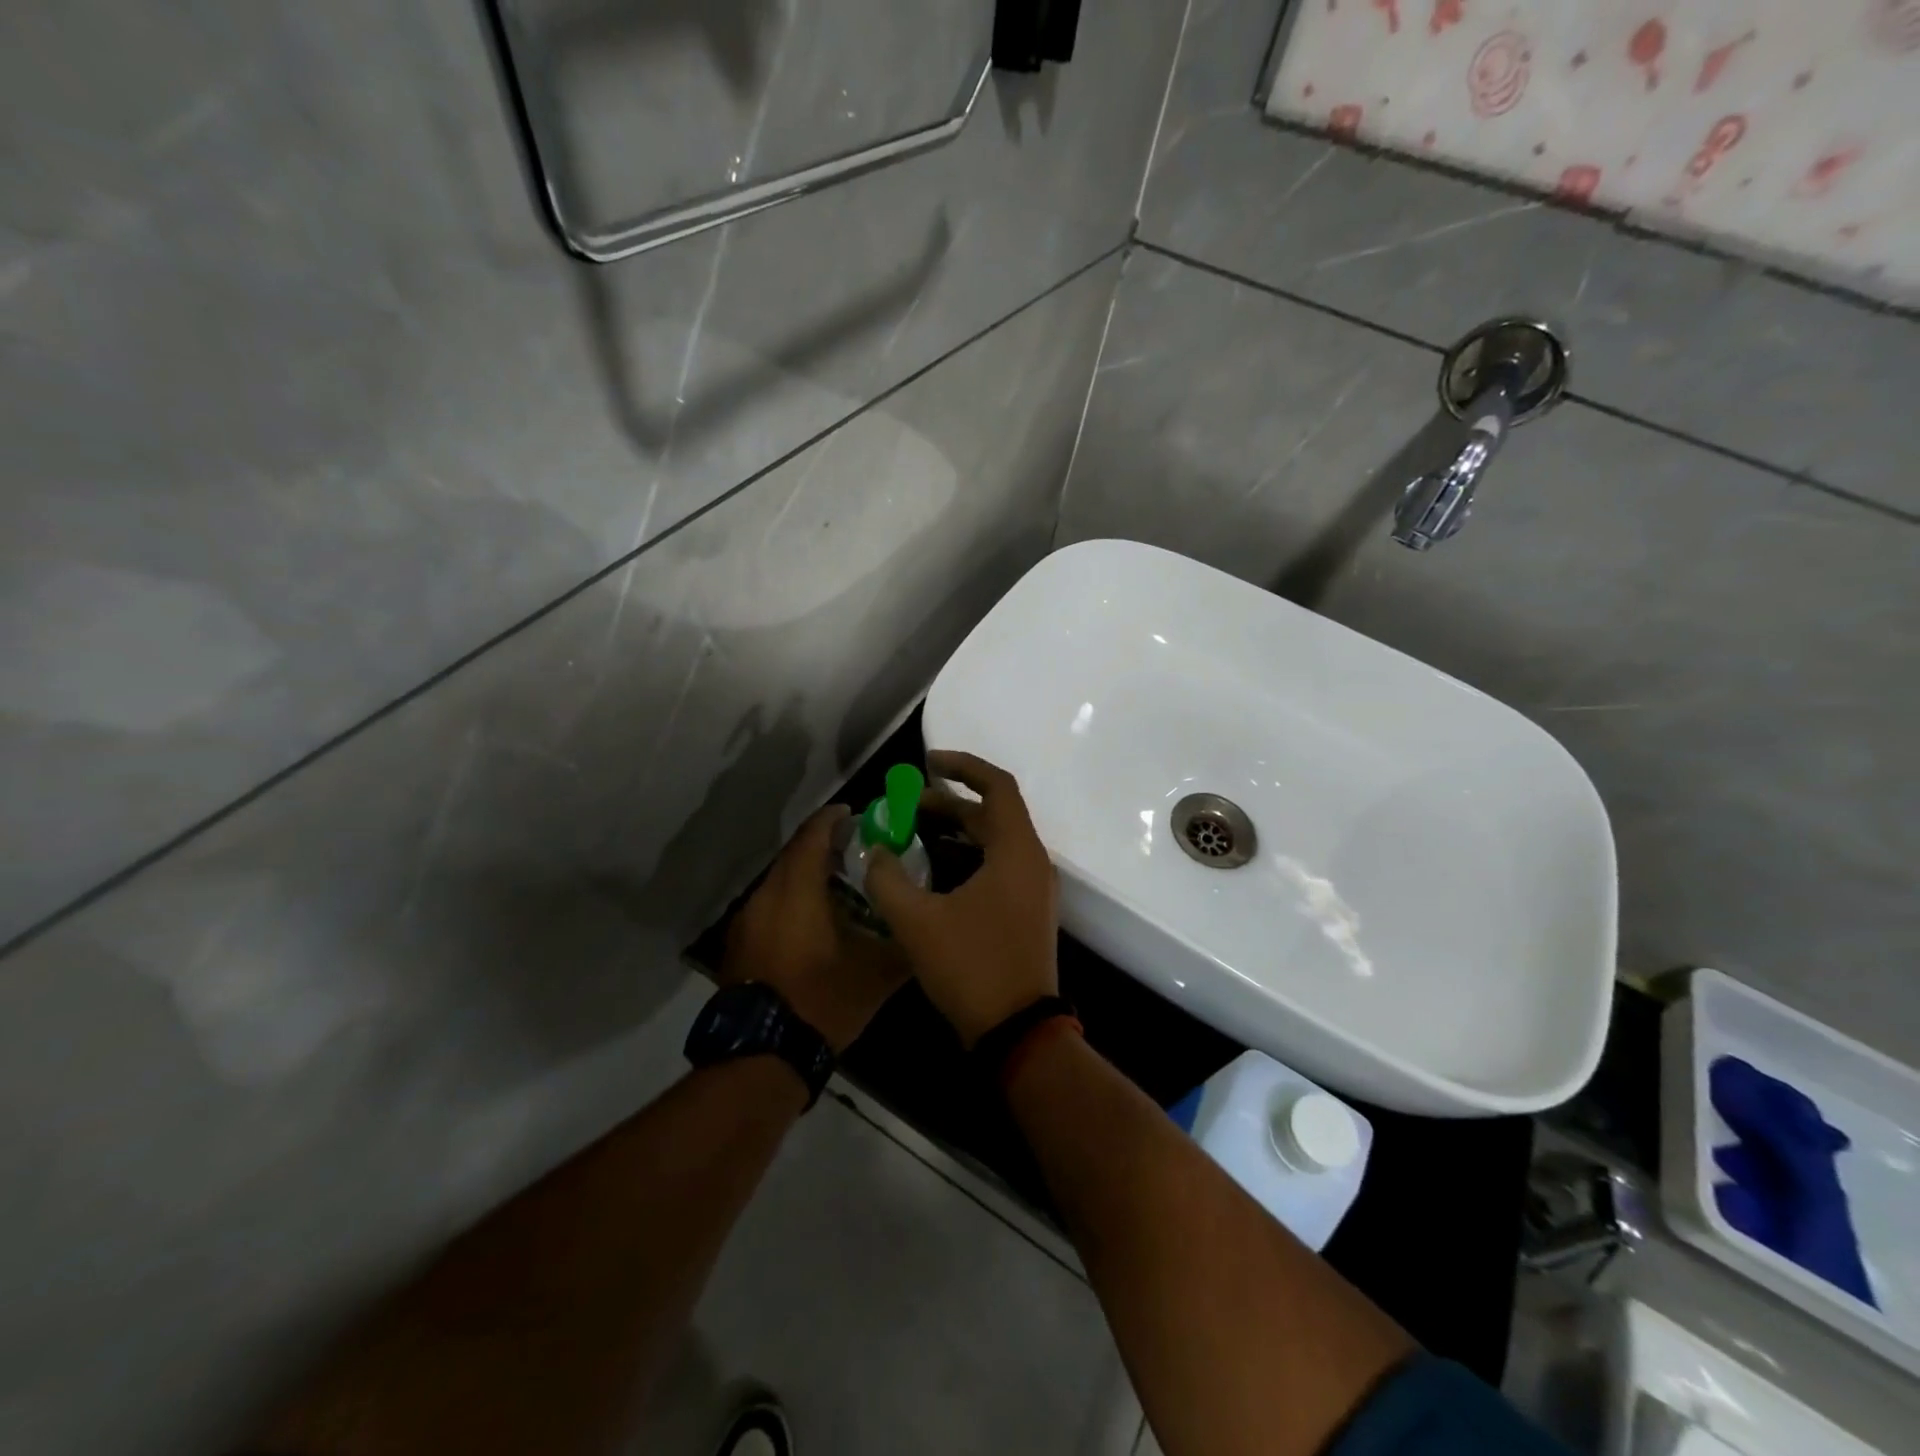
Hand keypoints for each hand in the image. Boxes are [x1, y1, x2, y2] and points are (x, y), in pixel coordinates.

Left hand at [722, 804, 908, 1052]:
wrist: (762, 1055)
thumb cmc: (821, 1001)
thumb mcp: (875, 974)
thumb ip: (903, 943)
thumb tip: (925, 927)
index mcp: (796, 891)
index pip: (812, 836)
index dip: (833, 819)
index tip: (856, 814)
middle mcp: (766, 896)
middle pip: (794, 855)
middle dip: (824, 846)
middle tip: (858, 849)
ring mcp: (748, 921)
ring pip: (781, 881)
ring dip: (808, 875)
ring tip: (842, 885)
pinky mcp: (741, 944)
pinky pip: (771, 905)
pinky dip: (794, 899)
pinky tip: (817, 920)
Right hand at [865, 751, 1058, 1048]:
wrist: (1018, 1032)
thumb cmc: (972, 967)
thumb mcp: (918, 922)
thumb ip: (888, 879)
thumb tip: (873, 850)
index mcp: (1016, 851)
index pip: (997, 786)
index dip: (963, 766)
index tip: (927, 763)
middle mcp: (1031, 862)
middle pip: (993, 813)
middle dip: (949, 802)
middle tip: (906, 805)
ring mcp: (1032, 888)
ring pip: (994, 841)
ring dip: (957, 830)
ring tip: (913, 831)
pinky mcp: (1026, 910)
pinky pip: (997, 865)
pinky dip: (967, 856)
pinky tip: (932, 871)